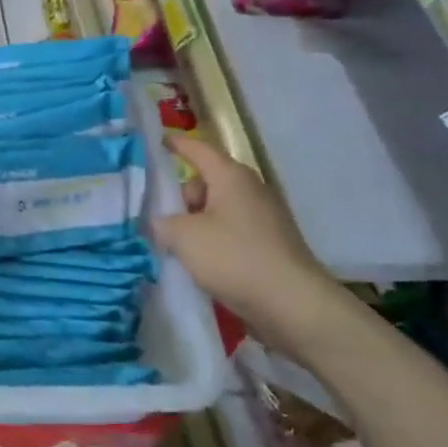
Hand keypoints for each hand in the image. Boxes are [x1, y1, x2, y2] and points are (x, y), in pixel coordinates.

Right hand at [154, 134, 339, 355]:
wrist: (292, 304)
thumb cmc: (234, 257)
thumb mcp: (184, 237)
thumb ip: (161, 222)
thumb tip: (158, 220)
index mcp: (230, 176)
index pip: (197, 149)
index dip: (174, 144)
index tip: (154, 141)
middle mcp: (249, 189)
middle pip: (205, 182)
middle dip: (181, 197)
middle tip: (161, 219)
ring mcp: (263, 217)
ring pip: (217, 209)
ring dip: (196, 222)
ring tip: (177, 246)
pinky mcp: (270, 243)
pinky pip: (231, 230)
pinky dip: (213, 240)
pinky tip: (201, 263)